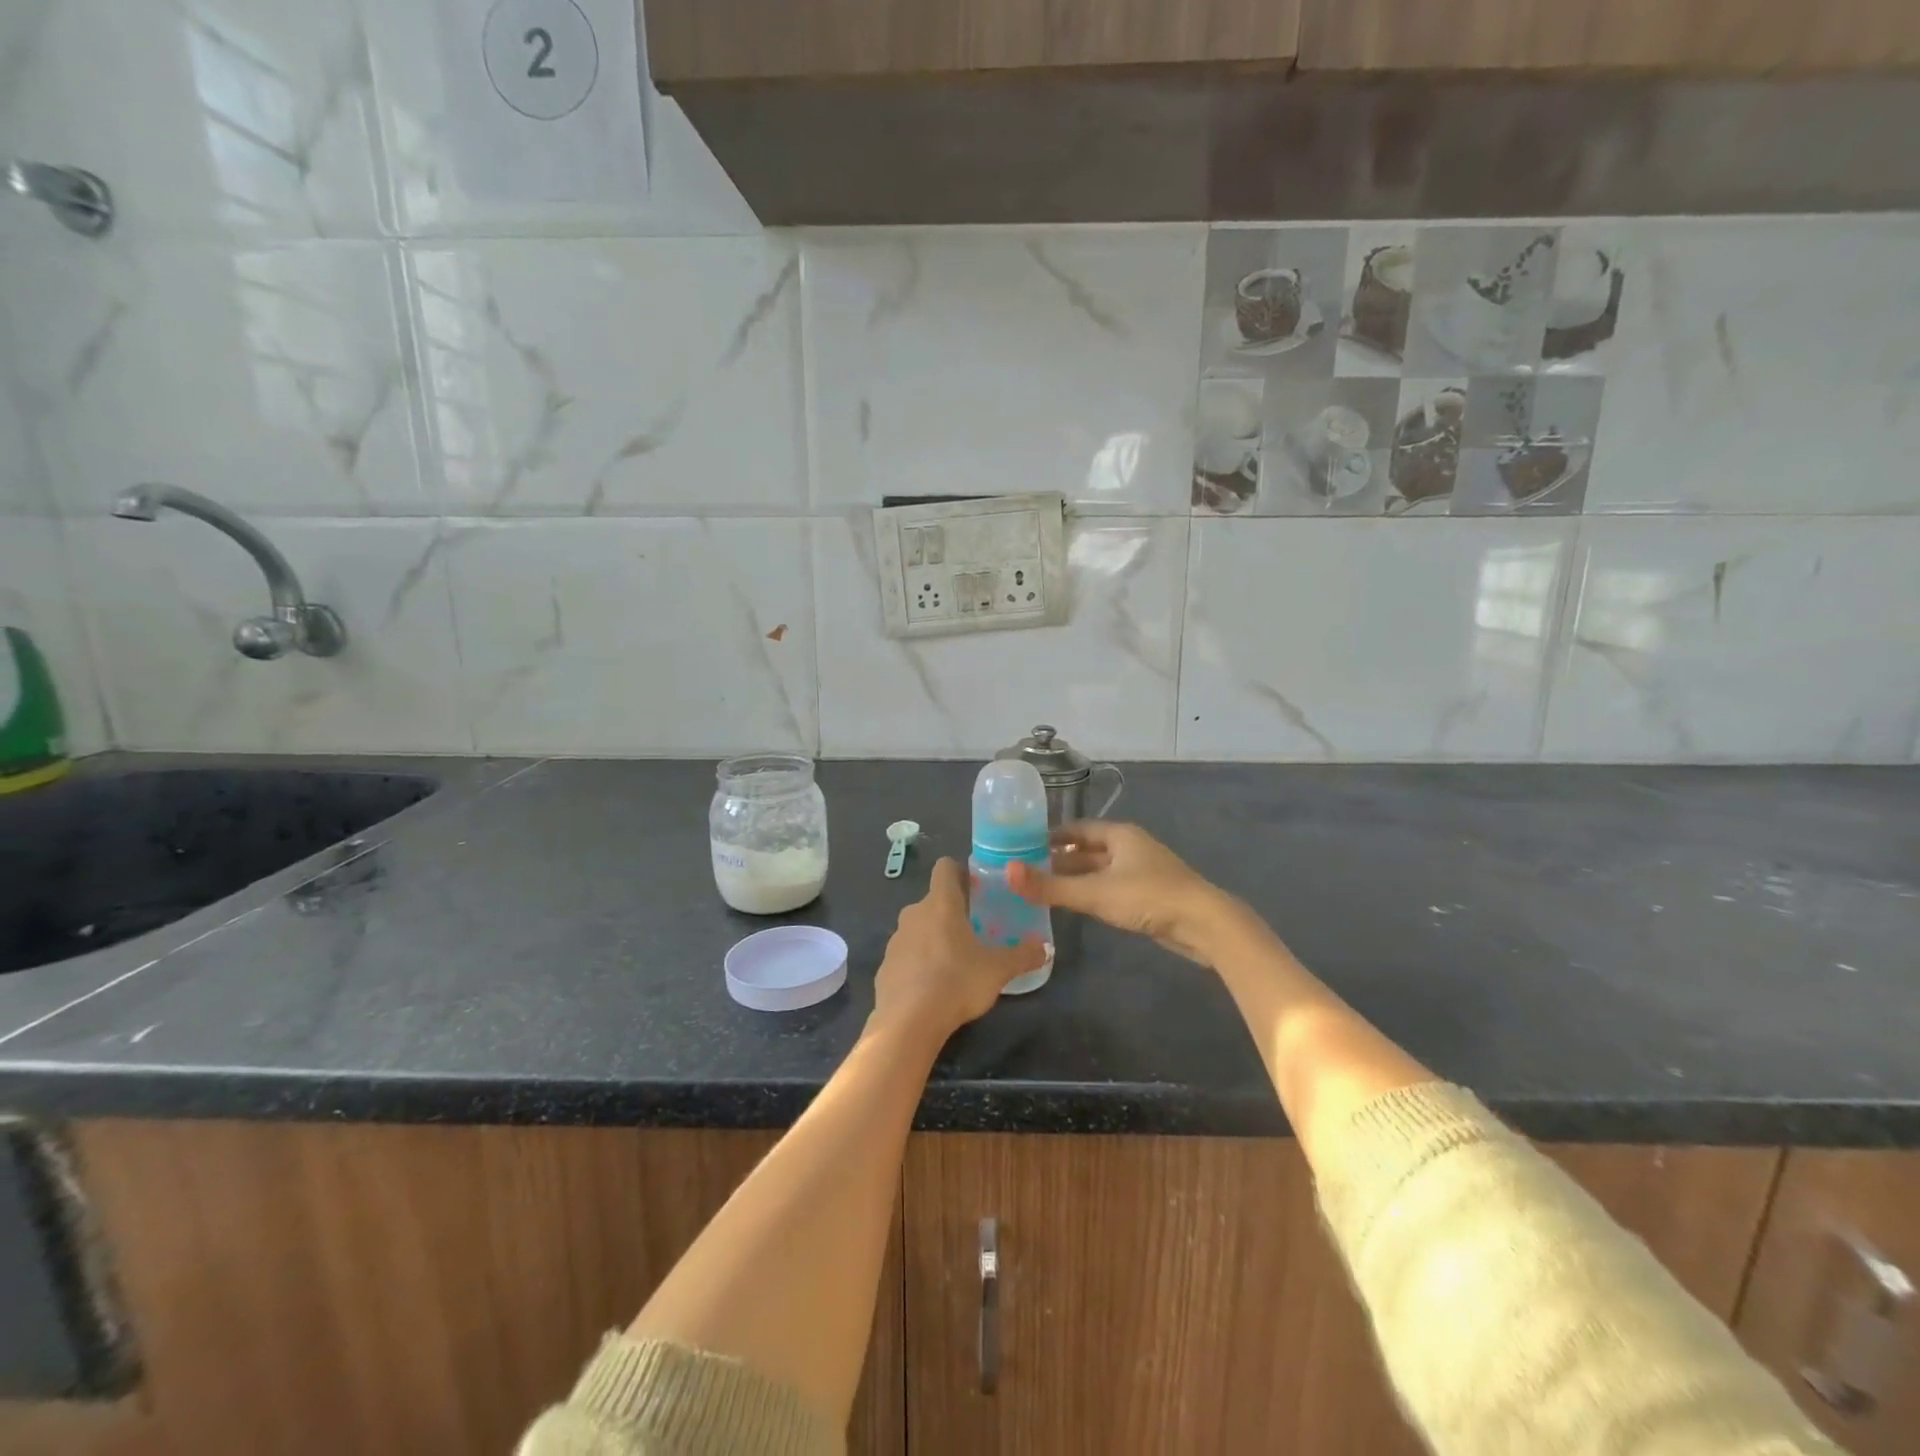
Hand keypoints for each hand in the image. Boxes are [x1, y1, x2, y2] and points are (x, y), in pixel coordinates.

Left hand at [871, 858, 1047, 1045]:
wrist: (907, 1022)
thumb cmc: (956, 982)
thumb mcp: (998, 970)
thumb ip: (1023, 956)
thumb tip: (1044, 948)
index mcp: (941, 903)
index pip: (945, 867)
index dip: (960, 872)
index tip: (977, 888)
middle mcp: (914, 913)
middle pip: (934, 900)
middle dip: (952, 911)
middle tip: (975, 930)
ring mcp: (896, 939)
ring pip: (919, 927)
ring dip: (934, 937)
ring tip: (955, 961)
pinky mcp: (885, 965)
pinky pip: (906, 955)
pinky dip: (918, 963)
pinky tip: (932, 986)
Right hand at [1008, 821, 1243, 965]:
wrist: (1204, 925)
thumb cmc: (1148, 898)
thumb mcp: (1095, 893)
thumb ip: (1050, 886)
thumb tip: (1006, 873)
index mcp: (1119, 834)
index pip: (1076, 829)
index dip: (1050, 836)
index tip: (1023, 847)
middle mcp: (1130, 847)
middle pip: (1087, 849)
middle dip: (1059, 859)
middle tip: (1027, 872)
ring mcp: (1142, 871)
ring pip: (1100, 870)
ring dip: (1075, 878)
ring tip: (1045, 889)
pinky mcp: (1149, 895)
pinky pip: (1111, 887)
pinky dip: (1092, 892)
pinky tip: (1077, 905)